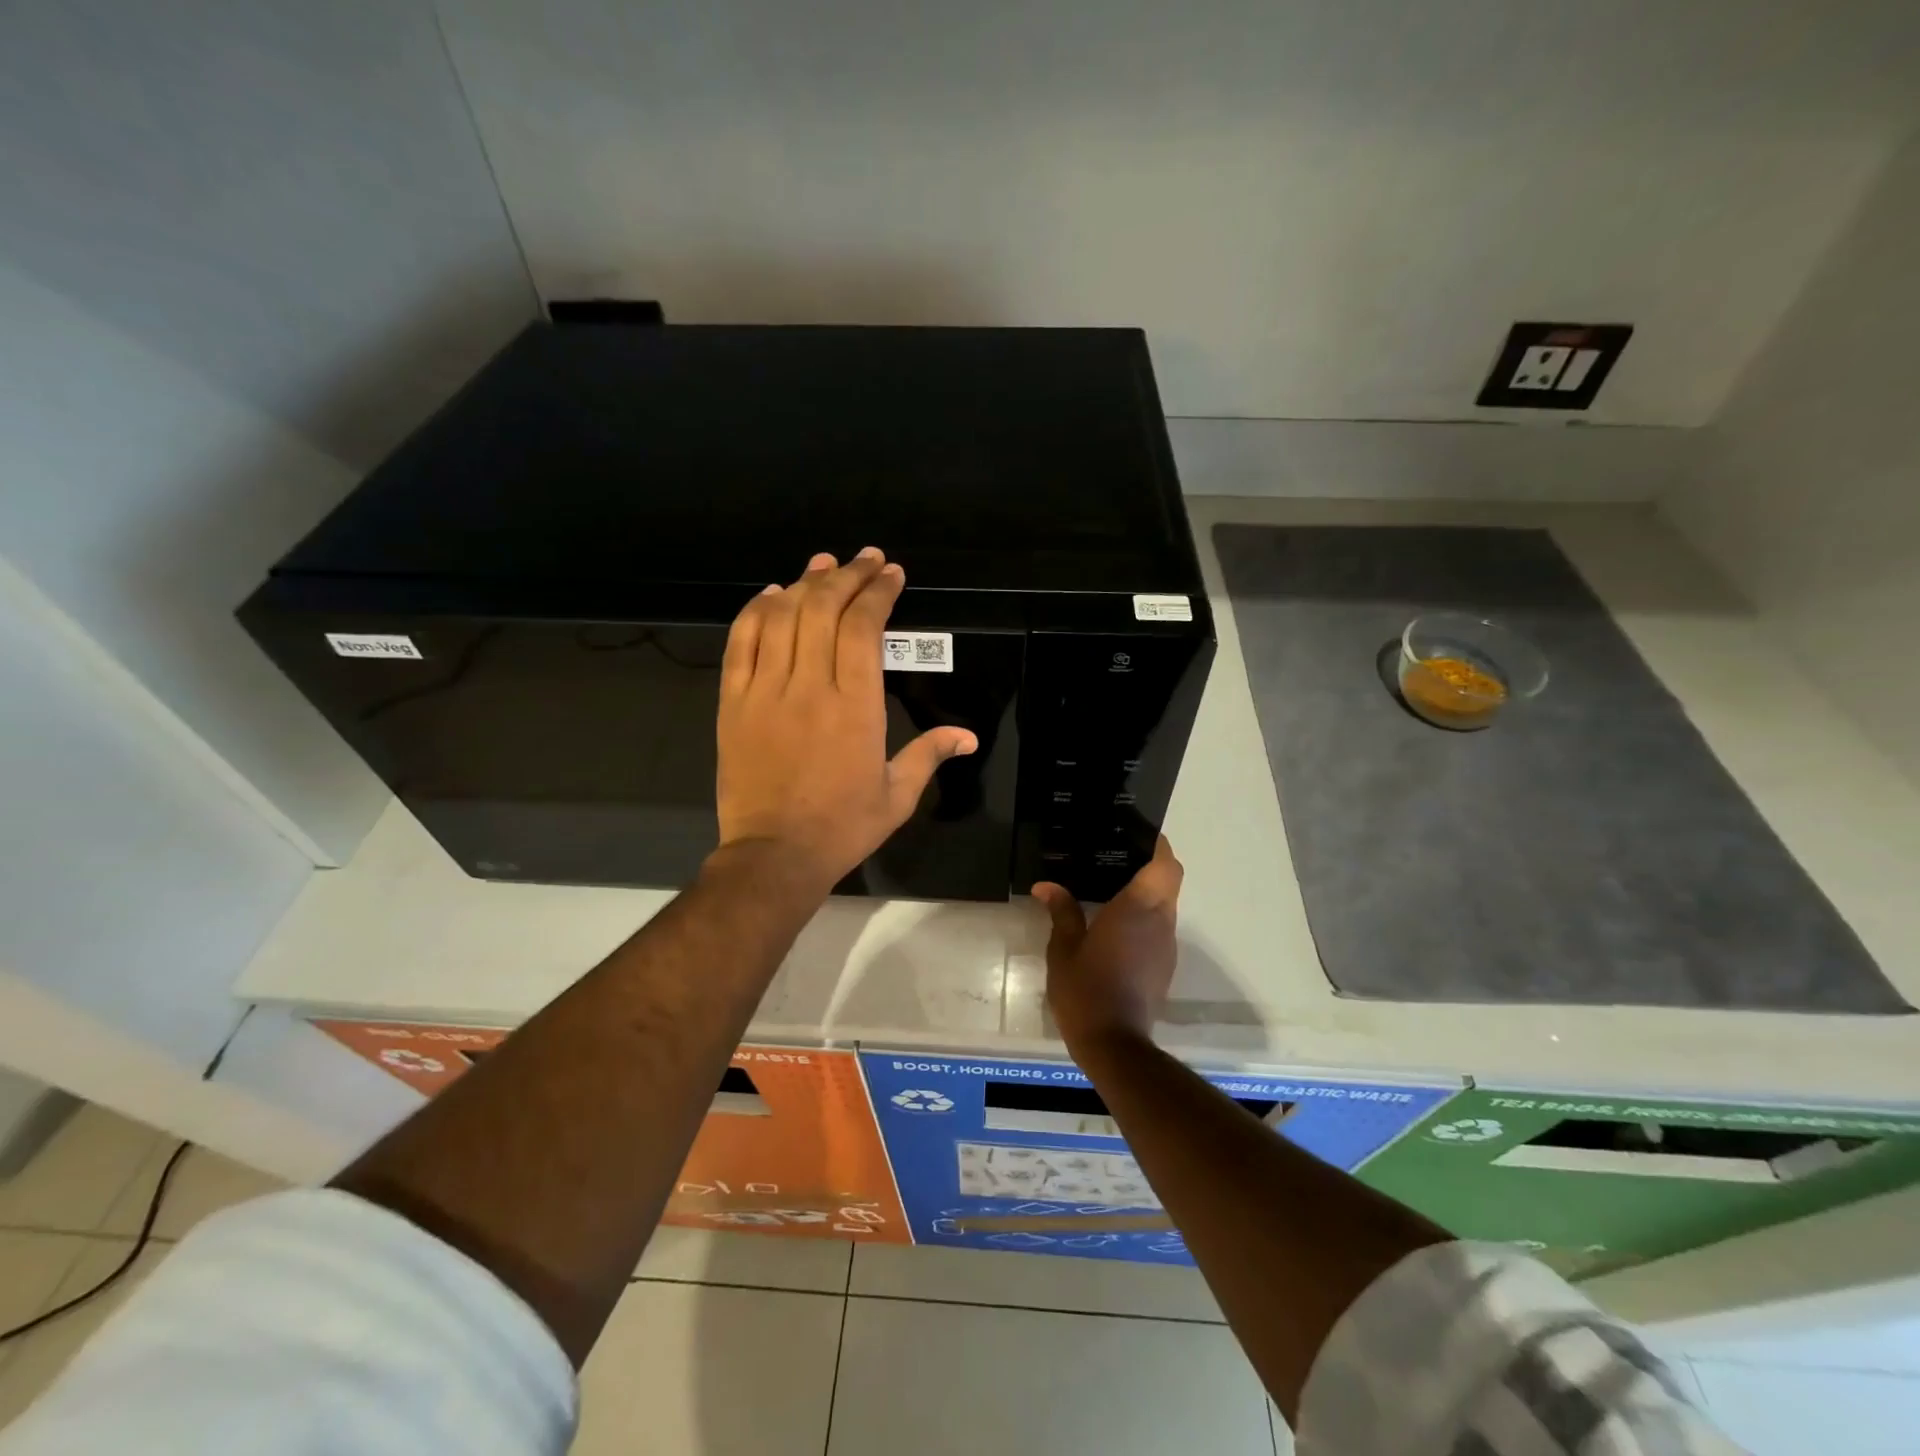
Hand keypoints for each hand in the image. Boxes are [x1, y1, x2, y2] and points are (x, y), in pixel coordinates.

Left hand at [715, 548, 976, 892]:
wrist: (774, 855)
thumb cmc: (842, 826)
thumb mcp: (898, 795)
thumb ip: (931, 754)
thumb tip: (969, 737)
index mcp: (856, 705)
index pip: (864, 627)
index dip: (877, 591)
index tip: (890, 574)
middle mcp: (810, 686)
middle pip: (823, 608)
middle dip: (847, 575)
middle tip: (864, 560)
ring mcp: (765, 691)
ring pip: (782, 616)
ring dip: (805, 583)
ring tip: (823, 565)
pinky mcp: (733, 702)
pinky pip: (741, 642)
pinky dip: (757, 611)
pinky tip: (773, 595)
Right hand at [1033, 836, 1184, 1048]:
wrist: (1114, 1044)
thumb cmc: (1086, 989)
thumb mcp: (1063, 949)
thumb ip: (1061, 912)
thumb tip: (1046, 886)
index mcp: (1138, 909)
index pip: (1165, 865)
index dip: (1159, 846)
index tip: (1139, 834)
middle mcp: (1160, 922)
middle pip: (1169, 881)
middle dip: (1151, 866)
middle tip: (1117, 857)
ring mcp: (1166, 946)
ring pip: (1166, 905)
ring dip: (1148, 893)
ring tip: (1112, 887)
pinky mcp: (1164, 966)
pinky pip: (1160, 928)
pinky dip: (1145, 917)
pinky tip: (1116, 924)